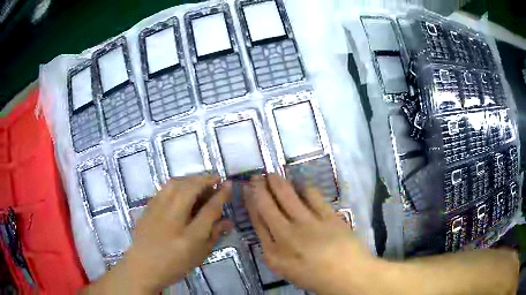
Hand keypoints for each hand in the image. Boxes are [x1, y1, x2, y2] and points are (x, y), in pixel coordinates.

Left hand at [84, 175, 232, 293]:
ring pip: (174, 184)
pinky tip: (181, 187)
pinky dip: (176, 183)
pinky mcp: (148, 207)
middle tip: (215, 178)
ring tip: (199, 180)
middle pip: (190, 189)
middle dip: (205, 179)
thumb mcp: (199, 254)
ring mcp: (157, 210)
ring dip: (190, 178)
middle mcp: (173, 218)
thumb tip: (228, 221)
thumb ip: (214, 235)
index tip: (228, 184)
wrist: (143, 266)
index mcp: (190, 236)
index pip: (209, 209)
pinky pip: (164, 188)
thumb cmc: (174, 264)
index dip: (221, 194)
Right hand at [245, 174, 375, 294]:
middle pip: (267, 206)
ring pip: (287, 196)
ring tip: (273, 175)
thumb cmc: (314, 276)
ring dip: (278, 182)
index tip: (248, 191)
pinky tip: (302, 186)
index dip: (251, 203)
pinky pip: (312, 195)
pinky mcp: (327, 216)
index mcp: (273, 252)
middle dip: (259, 188)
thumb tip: (266, 229)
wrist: (346, 275)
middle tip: (256, 177)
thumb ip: (272, 250)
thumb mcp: (285, 269)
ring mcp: (308, 224)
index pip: (257, 221)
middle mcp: (286, 235)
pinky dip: (304, 188)